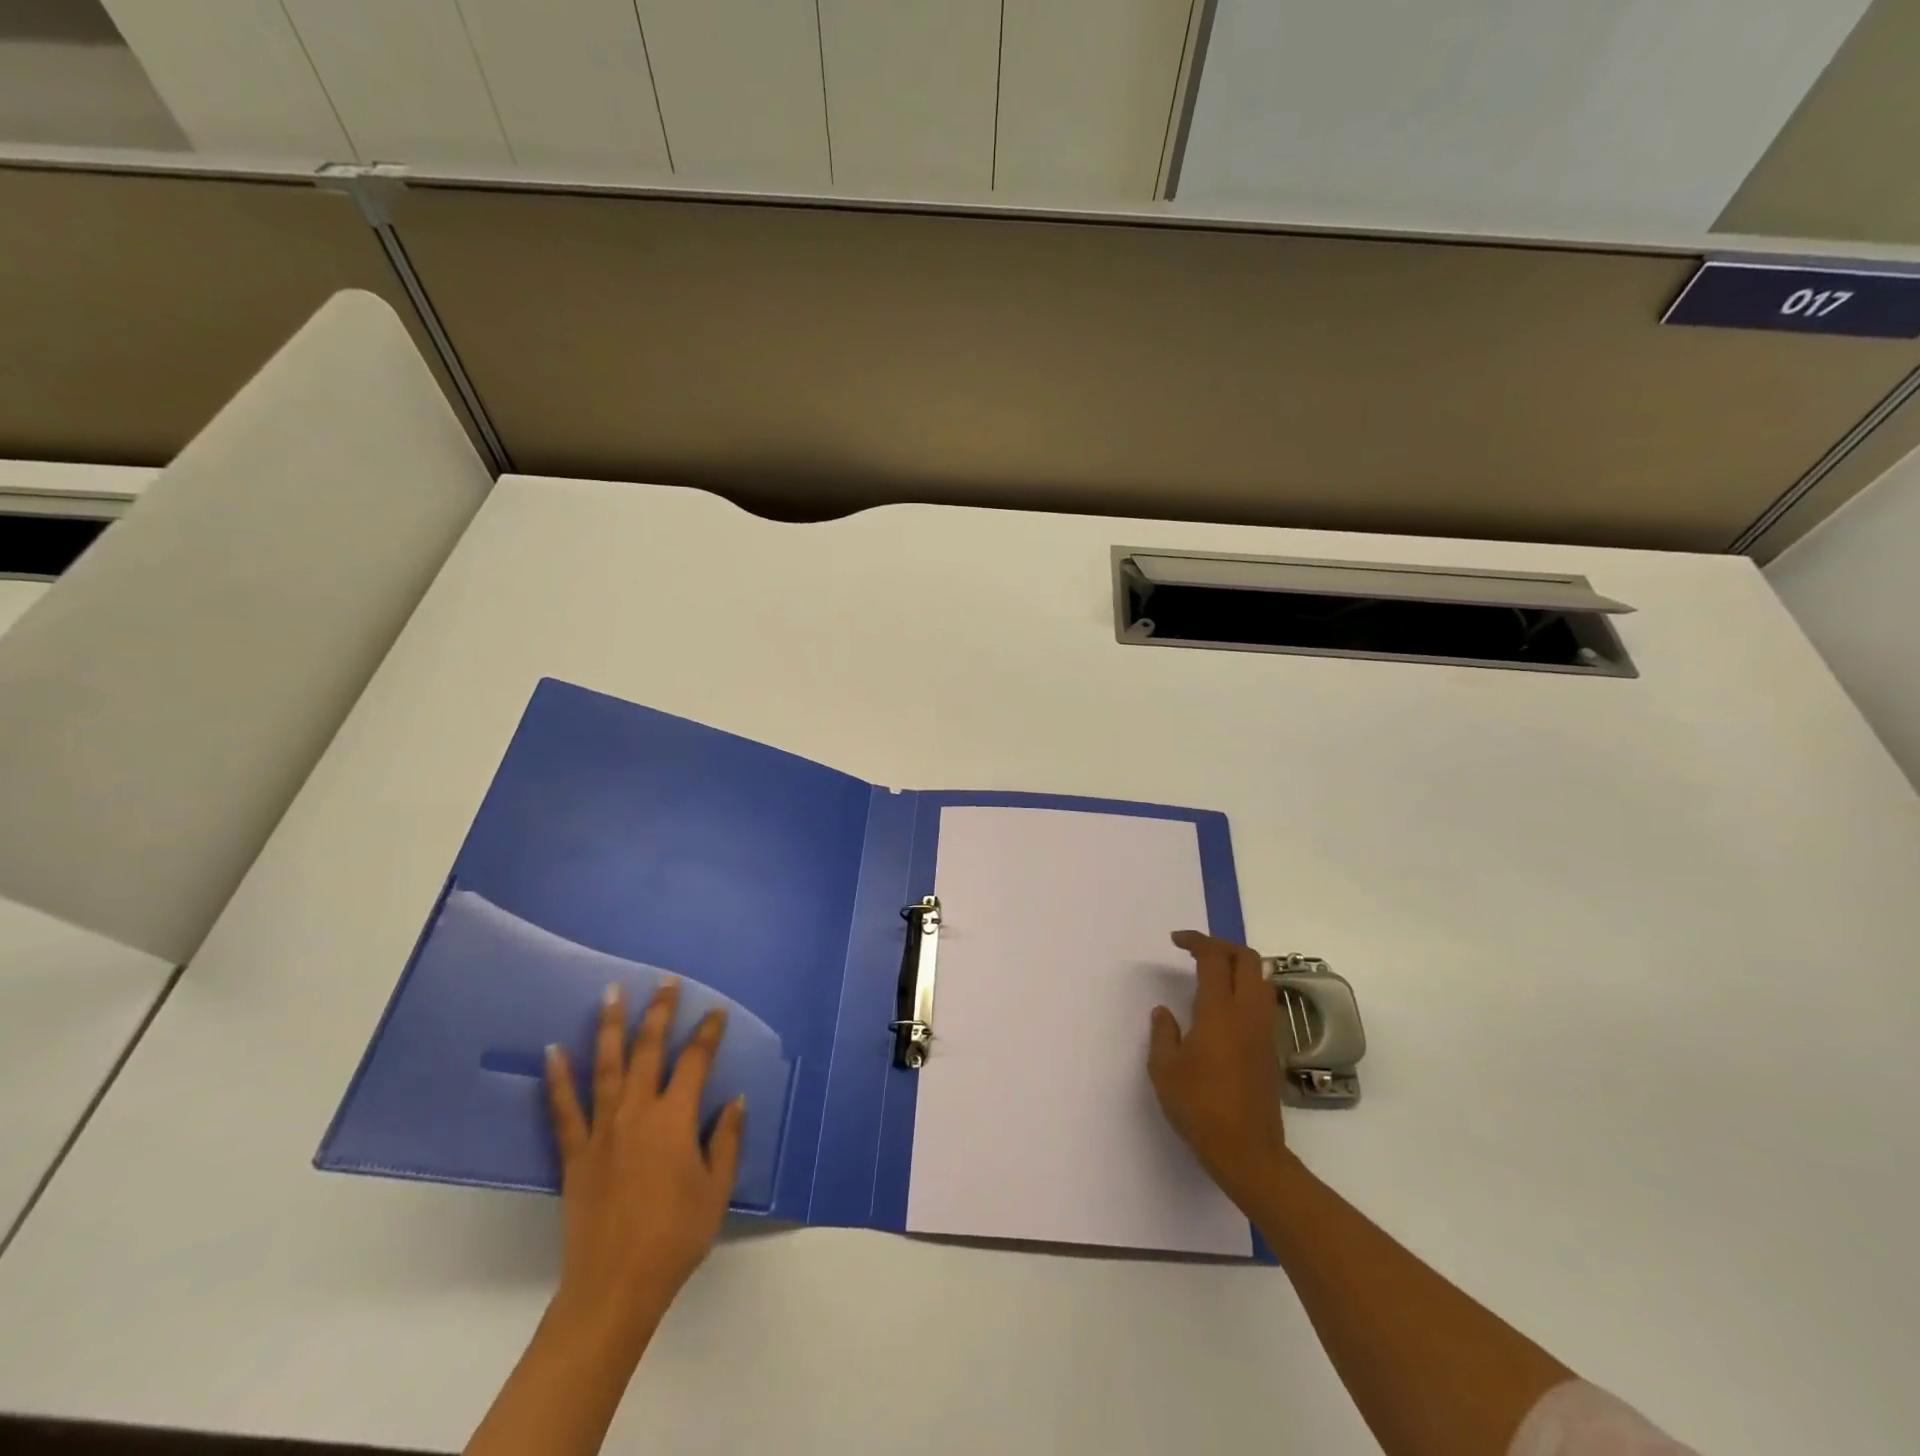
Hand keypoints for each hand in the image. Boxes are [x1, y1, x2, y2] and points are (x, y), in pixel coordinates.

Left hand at [543, 980, 744, 1352]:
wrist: (614, 1288)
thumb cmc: (676, 1237)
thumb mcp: (717, 1189)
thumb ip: (727, 1140)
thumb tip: (734, 1100)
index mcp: (675, 1119)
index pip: (695, 1062)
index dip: (708, 1034)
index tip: (717, 1013)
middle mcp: (637, 1113)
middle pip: (649, 1050)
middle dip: (660, 1012)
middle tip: (666, 981)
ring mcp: (601, 1131)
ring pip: (606, 1066)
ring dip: (609, 1026)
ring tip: (610, 993)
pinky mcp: (575, 1154)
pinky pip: (564, 1109)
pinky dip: (558, 1078)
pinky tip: (553, 1051)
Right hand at [1148, 930, 1290, 1210]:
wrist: (1247, 1152)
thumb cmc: (1199, 1107)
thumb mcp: (1164, 1069)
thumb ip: (1163, 1033)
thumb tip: (1164, 1012)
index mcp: (1220, 1011)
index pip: (1214, 958)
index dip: (1196, 941)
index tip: (1176, 940)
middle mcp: (1248, 1013)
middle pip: (1247, 959)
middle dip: (1222, 945)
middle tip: (1197, 951)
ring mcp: (1265, 1031)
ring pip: (1262, 979)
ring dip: (1239, 966)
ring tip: (1212, 974)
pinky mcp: (1271, 1049)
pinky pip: (1264, 1002)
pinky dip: (1247, 989)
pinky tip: (1226, 1008)